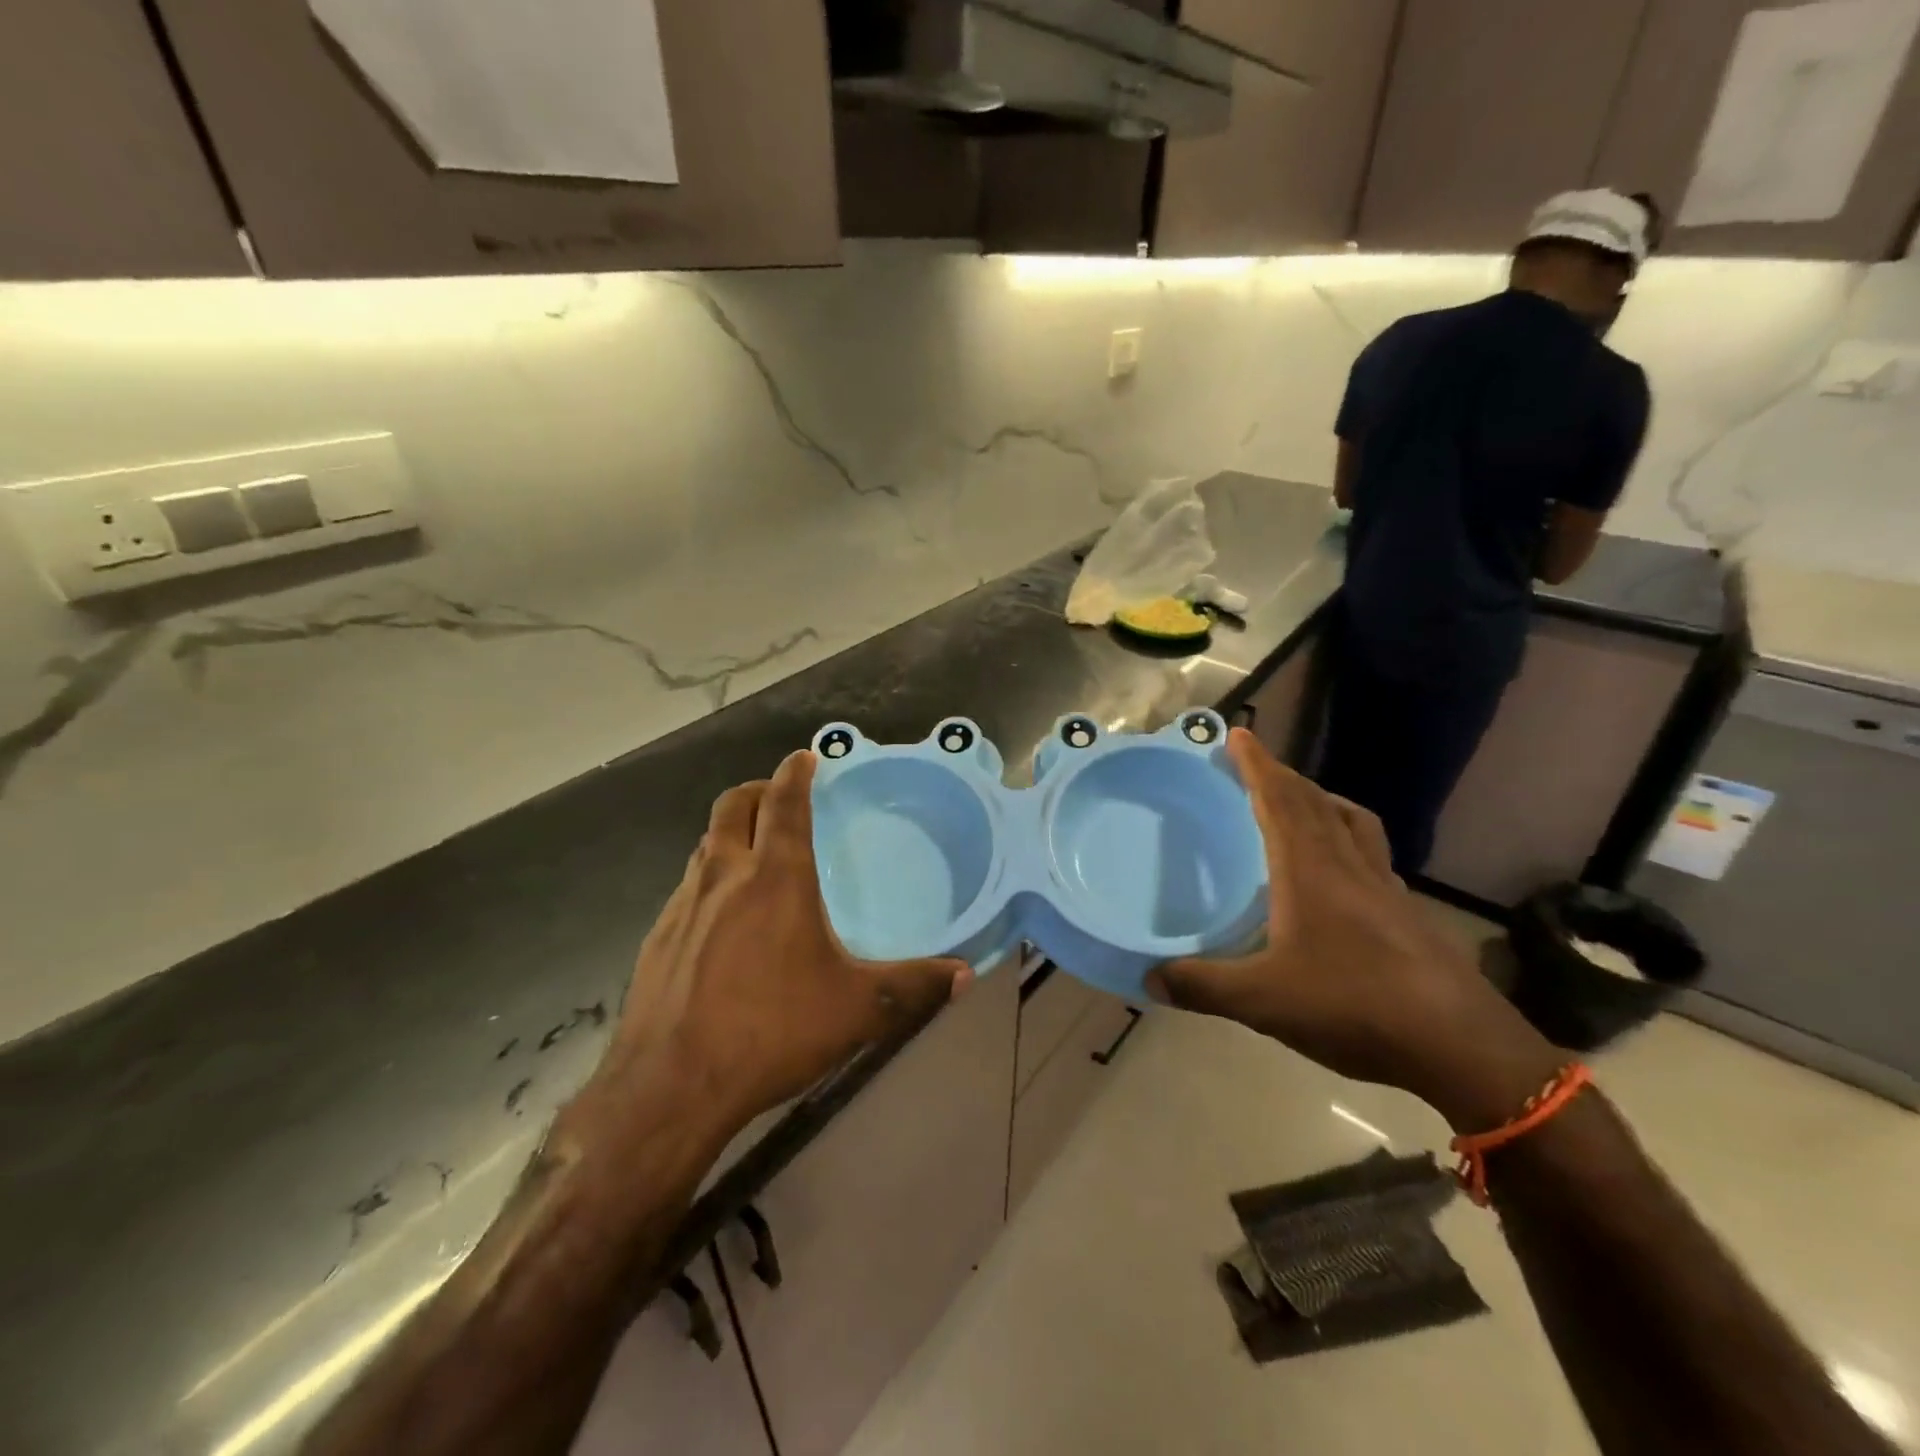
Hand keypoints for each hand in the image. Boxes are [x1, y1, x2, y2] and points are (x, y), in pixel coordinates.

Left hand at [583, 750, 969, 1136]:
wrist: (670, 1086)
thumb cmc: (771, 1031)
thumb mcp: (857, 1010)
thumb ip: (914, 987)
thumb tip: (966, 974)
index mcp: (775, 877)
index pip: (784, 802)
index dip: (795, 772)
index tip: (806, 757)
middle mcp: (725, 876)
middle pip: (733, 806)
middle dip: (757, 789)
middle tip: (780, 797)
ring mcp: (684, 904)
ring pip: (705, 844)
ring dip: (730, 833)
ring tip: (755, 853)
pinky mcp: (657, 937)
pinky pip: (687, 887)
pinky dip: (709, 879)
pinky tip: (723, 920)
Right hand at [1150, 730, 1560, 1131]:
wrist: (1460, 1045)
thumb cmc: (1353, 1006)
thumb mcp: (1263, 1001)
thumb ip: (1202, 986)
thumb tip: (1148, 978)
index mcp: (1310, 871)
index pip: (1280, 801)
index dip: (1257, 766)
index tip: (1239, 735)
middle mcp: (1349, 866)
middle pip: (1315, 802)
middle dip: (1282, 776)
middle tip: (1255, 764)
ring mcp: (1385, 887)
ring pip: (1352, 822)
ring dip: (1321, 800)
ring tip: (1301, 801)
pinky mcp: (1407, 912)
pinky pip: (1371, 853)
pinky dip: (1348, 837)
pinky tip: (1341, 871)